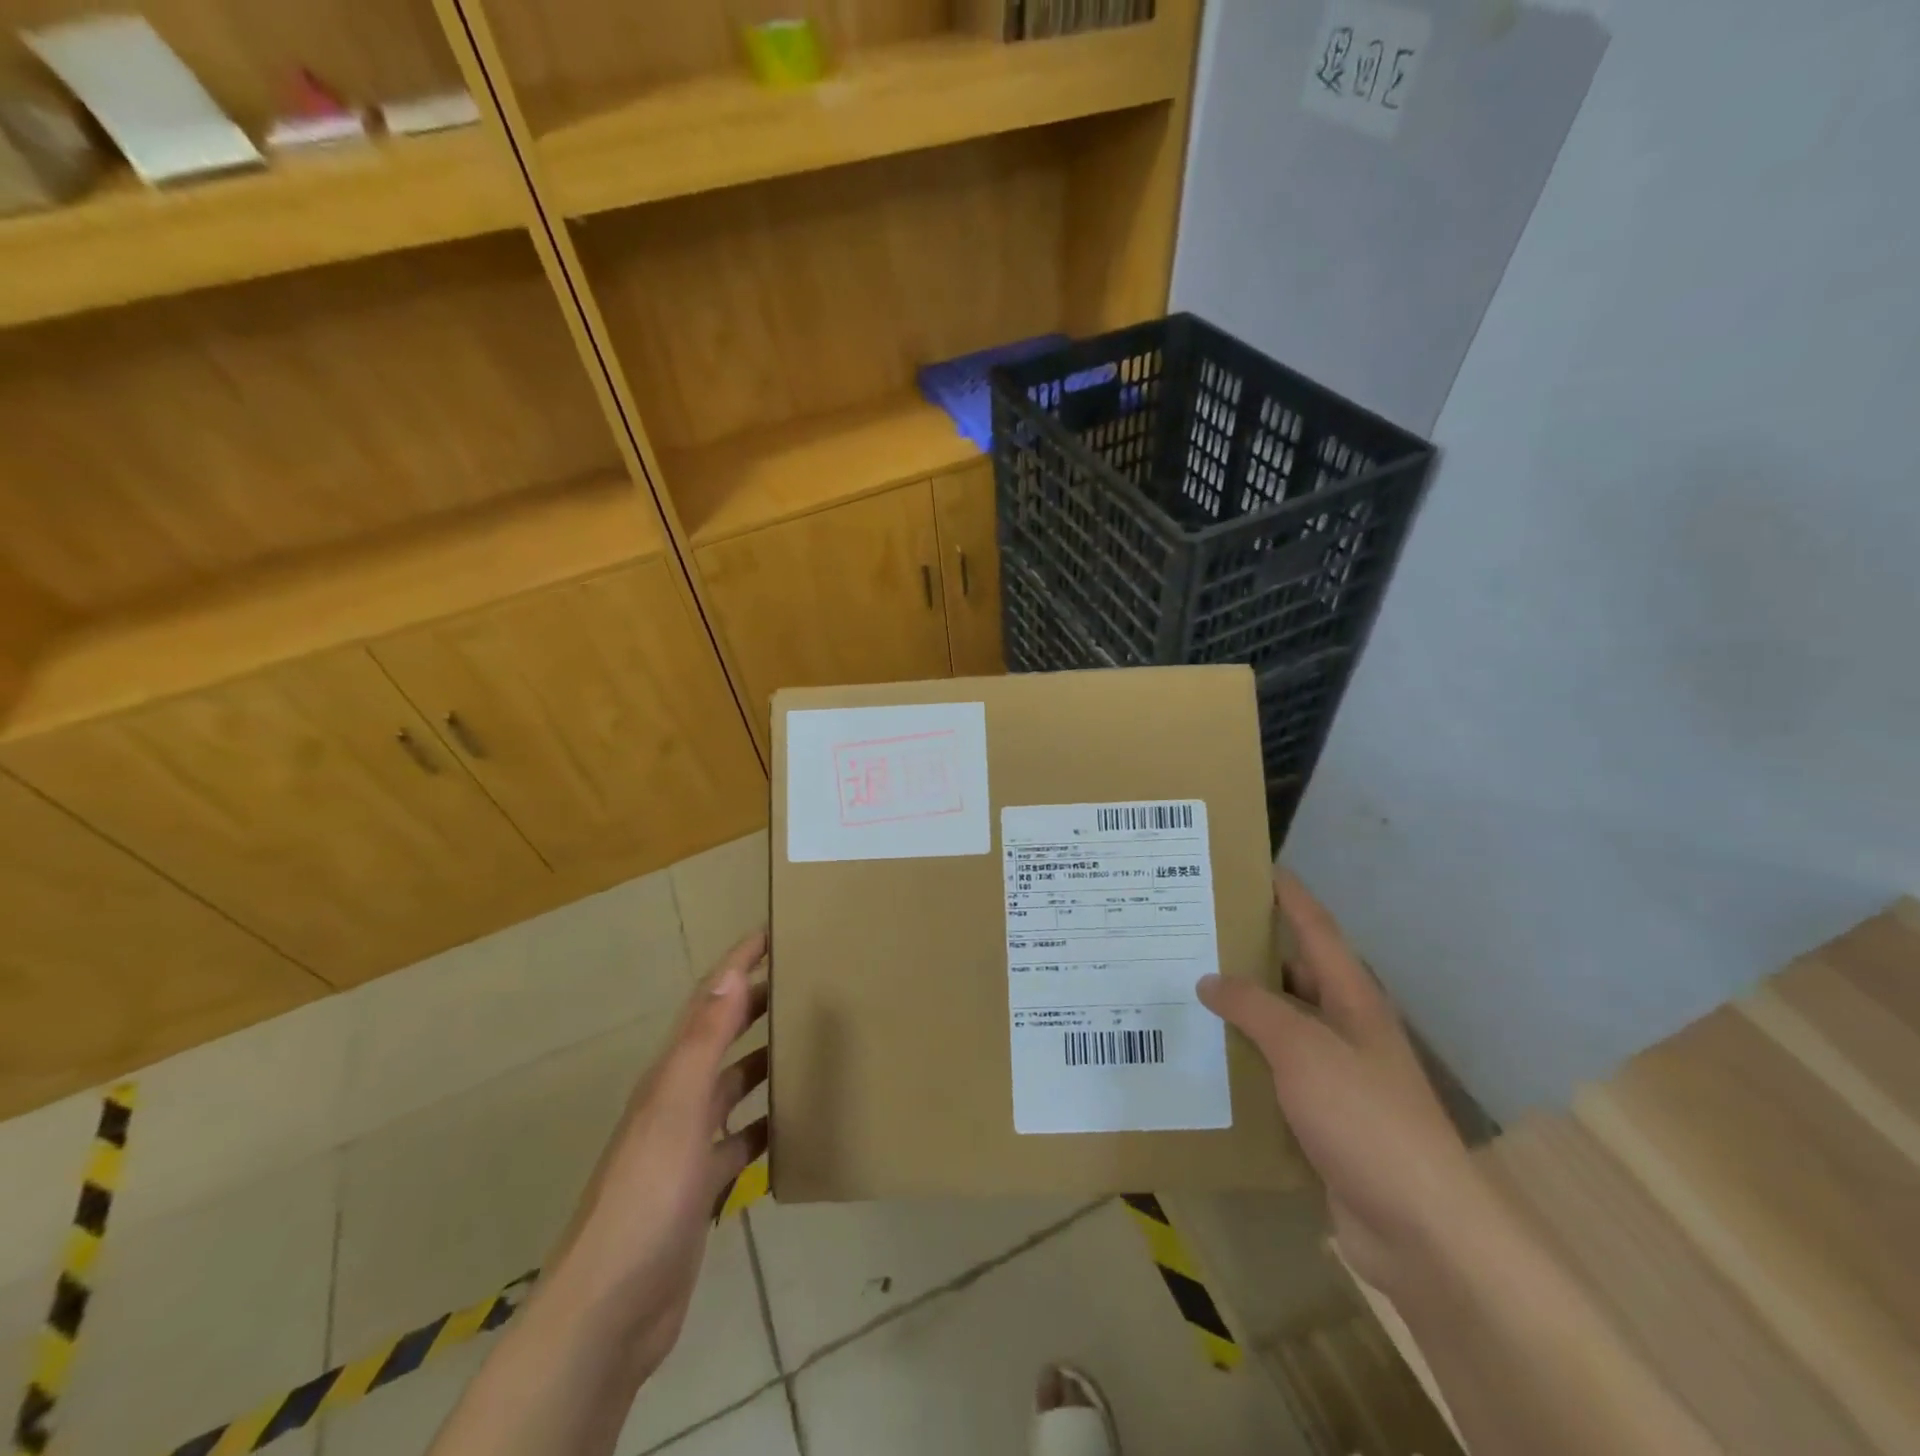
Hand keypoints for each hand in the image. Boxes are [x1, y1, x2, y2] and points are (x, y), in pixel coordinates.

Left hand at [538, 930, 769, 1382]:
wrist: (611, 1310)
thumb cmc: (647, 1197)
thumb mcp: (677, 1110)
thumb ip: (703, 1043)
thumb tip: (729, 975)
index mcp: (670, 1076)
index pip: (706, 1003)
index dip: (735, 964)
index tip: (770, 932)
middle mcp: (676, 1102)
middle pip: (720, 1039)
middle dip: (754, 1005)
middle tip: (801, 981)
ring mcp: (686, 1148)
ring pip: (732, 1089)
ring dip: (763, 1062)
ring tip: (806, 1045)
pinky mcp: (699, 1189)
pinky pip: (739, 1143)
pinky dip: (764, 1128)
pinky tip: (793, 1128)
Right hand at [1197, 872, 1491, 1299]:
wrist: (1419, 1229)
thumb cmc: (1366, 1118)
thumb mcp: (1303, 1049)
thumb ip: (1254, 1007)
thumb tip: (1210, 979)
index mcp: (1352, 999)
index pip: (1317, 929)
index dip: (1289, 896)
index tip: (1256, 866)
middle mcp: (1345, 1028)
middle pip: (1293, 974)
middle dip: (1249, 952)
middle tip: (1193, 933)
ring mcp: (1335, 1074)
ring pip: (1279, 1025)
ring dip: (1240, 1010)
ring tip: (1184, 990)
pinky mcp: (1321, 1116)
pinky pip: (1273, 1071)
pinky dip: (1242, 1059)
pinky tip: (1204, 1057)